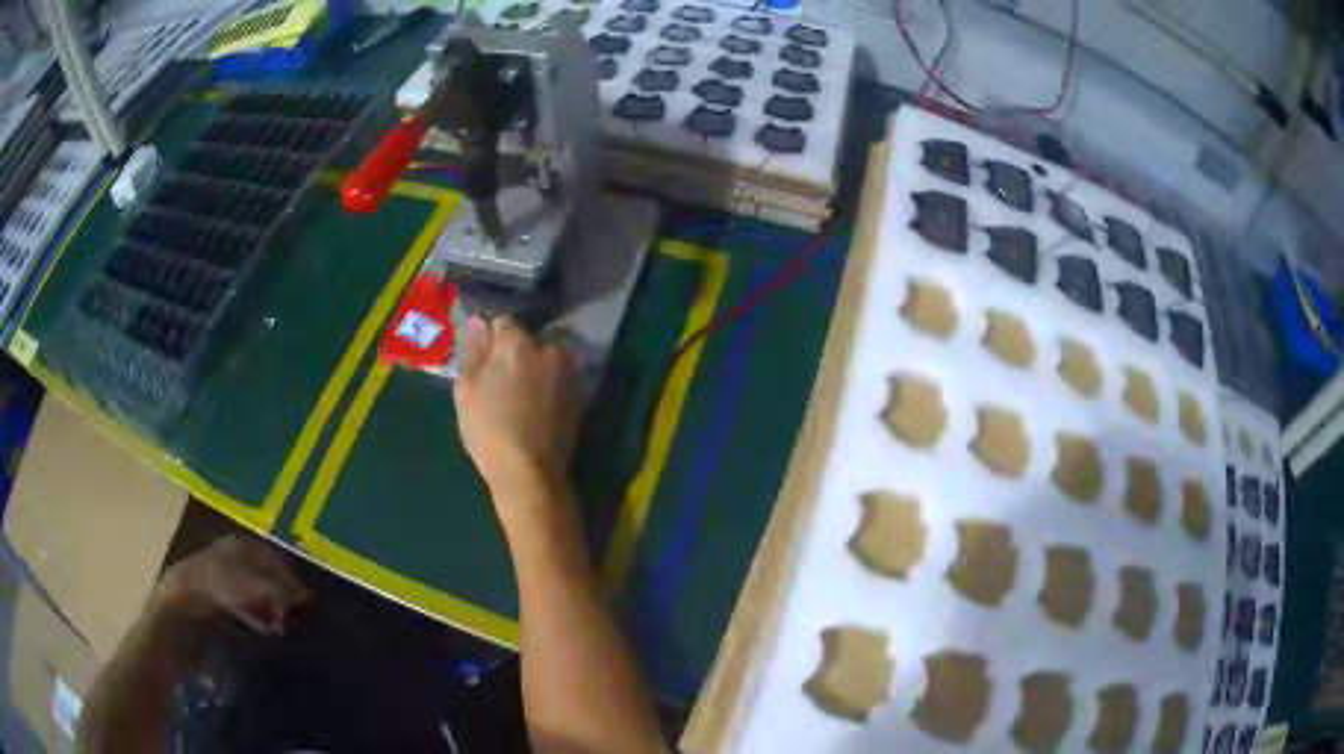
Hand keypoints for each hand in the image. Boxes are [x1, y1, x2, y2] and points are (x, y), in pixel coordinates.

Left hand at [156, 535, 310, 636]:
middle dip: (279, 598)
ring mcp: (225, 573)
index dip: (291, 579)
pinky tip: (262, 628)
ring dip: (268, 609)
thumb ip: (282, 590)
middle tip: (288, 620)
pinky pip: (244, 602)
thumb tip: (308, 594)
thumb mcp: (255, 586)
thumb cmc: (221, 584)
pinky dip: (255, 614)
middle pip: (265, 575)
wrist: (185, 596)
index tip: (304, 603)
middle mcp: (236, 554)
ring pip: (255, 591)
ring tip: (277, 629)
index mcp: (244, 545)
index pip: (275, 559)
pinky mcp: (218, 592)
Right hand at [453, 316, 579, 499]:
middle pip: (527, 341)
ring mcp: (568, 372)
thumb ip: (473, 350)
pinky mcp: (579, 395)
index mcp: (519, 342)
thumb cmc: (489, 429)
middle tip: (498, 381)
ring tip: (517, 398)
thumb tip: (477, 321)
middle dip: (514, 353)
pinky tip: (534, 409)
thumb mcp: (466, 389)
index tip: (481, 359)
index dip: (490, 339)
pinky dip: (546, 386)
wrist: (530, 472)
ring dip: (532, 369)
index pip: (503, 322)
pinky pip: (556, 380)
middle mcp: (550, 349)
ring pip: (544, 360)